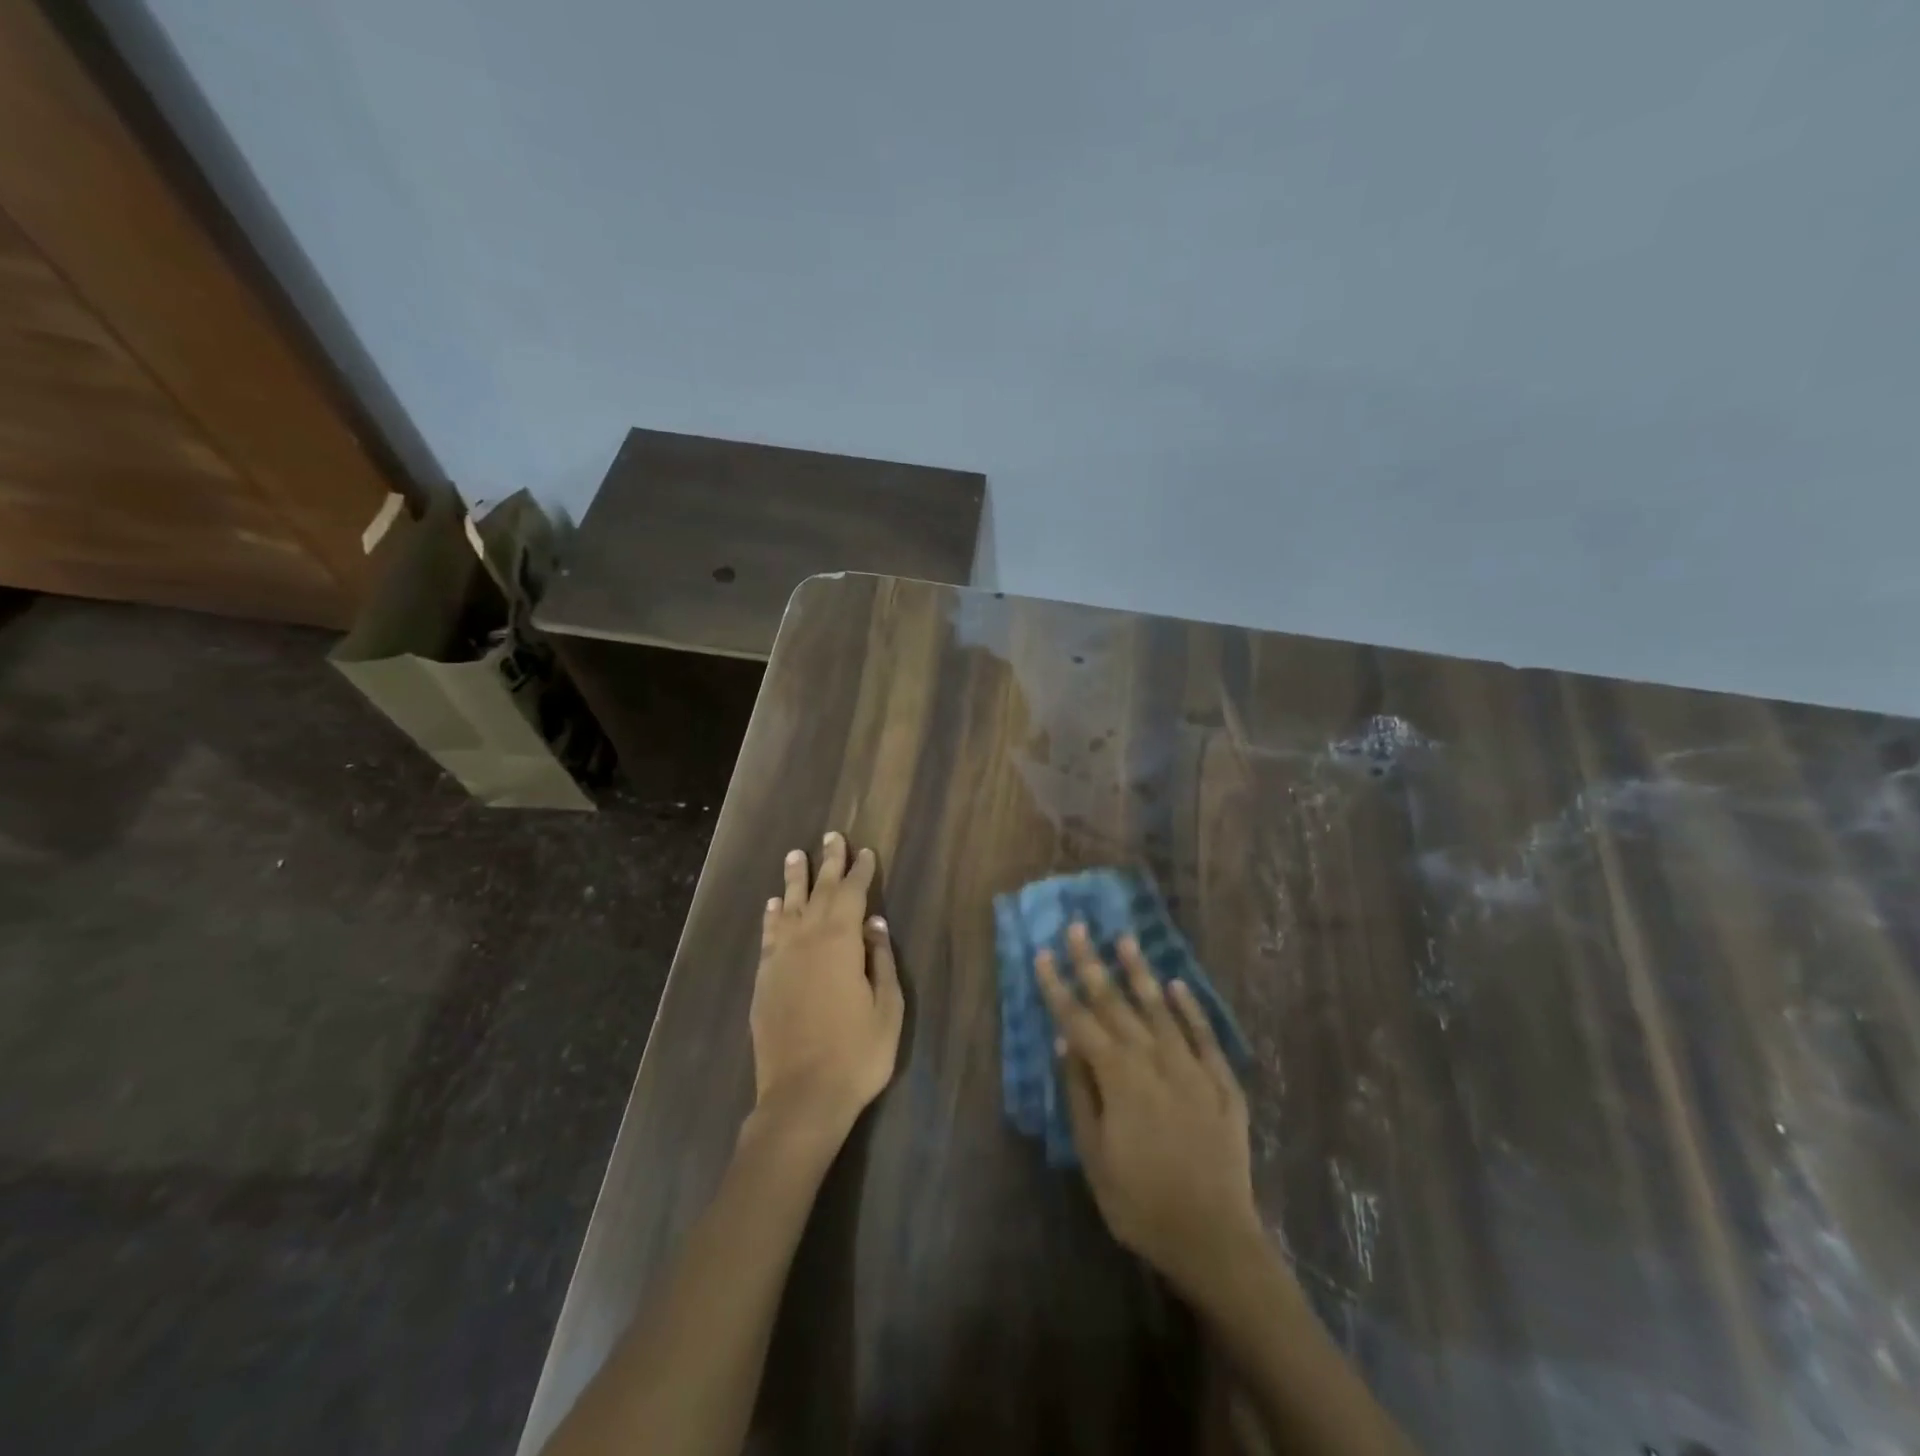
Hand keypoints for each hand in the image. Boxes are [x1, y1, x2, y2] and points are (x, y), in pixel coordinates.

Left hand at [749, 832, 903, 1139]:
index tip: (865, 851)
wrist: (801, 1097)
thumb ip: (881, 960)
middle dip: (827, 862)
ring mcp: (781, 959)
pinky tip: (772, 905)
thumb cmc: (857, 1053)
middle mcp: (807, 940)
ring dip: (793, 880)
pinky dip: (771, 916)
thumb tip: (876, 923)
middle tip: (832, 836)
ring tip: (795, 855)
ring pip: (787, 907)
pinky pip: (768, 936)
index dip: (860, 871)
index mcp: (841, 942)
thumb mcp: (887, 1008)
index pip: (852, 894)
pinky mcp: (764, 980)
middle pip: (819, 891)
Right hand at [1036, 924, 1265, 1300]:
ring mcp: (1191, 1067)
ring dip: (1140, 972)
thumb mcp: (1094, 1156)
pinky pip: (1204, 1035)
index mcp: (1117, 1077)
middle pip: (1116, 1003)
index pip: (1079, 1020)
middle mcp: (1153, 1060)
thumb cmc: (1140, 1203)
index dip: (1057, 987)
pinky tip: (1178, 985)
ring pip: (1160, 1008)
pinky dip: (1190, 1008)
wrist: (1215, 1238)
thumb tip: (1064, 1044)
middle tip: (1078, 927)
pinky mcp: (1222, 1082)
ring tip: (1125, 939)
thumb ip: (1080, 1095)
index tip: (1042, 954)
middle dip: (1092, 963)